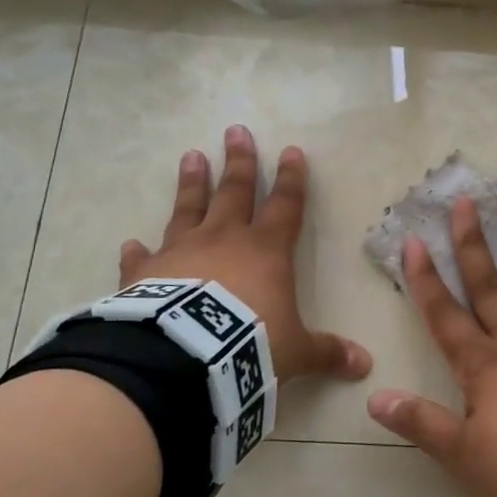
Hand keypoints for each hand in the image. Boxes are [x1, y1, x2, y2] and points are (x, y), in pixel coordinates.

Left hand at [118, 125, 370, 384]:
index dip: (291, 180)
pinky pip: (142, 258)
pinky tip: (130, 242)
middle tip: (235, 130)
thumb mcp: (296, 352)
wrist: (186, 358)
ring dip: (191, 183)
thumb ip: (327, 352)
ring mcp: (181, 252)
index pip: (285, 206)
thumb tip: (366, 365)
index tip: (291, 151)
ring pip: (188, 208)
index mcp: (266, 251)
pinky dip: (137, 251)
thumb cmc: (250, 344)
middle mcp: (224, 240)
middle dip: (239, 161)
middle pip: (235, 191)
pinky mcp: (146, 273)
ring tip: (191, 156)